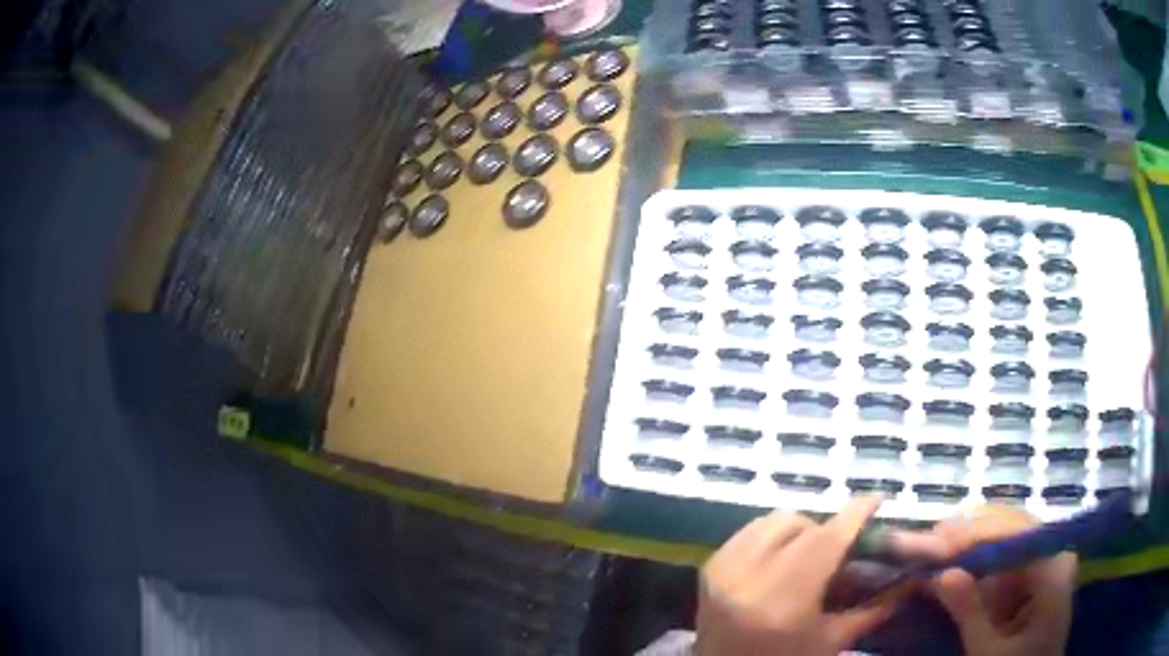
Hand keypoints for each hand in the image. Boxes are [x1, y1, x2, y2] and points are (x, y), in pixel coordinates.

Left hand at [696, 497, 931, 655]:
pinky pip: (747, 533)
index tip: (876, 500)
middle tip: (842, 547)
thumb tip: (912, 578)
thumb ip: (874, 608)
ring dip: (799, 529)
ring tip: (811, 554)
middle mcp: (747, 577)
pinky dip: (771, 535)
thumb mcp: (831, 642)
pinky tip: (783, 557)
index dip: (855, 514)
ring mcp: (722, 571)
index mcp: (782, 600)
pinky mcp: (707, 569)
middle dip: (828, 528)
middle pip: (799, 525)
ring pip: (771, 521)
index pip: (826, 540)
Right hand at [930, 506, 1076, 655]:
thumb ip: (970, 614)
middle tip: (932, 537)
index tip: (938, 541)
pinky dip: (981, 556)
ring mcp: (1048, 559)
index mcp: (1055, 571)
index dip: (979, 533)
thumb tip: (941, 574)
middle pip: (1015, 527)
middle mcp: (1056, 553)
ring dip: (974, 541)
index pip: (1018, 535)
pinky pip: (1009, 554)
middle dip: (973, 531)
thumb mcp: (988, 654)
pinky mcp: (1037, 571)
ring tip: (937, 544)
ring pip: (1010, 536)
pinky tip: (957, 555)